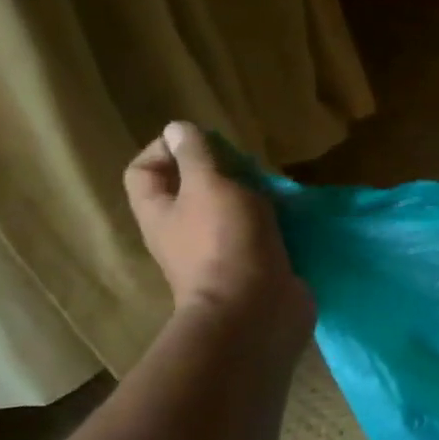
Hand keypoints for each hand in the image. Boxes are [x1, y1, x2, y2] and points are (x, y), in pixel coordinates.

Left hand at [123, 121, 311, 333]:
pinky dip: (275, 221)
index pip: (145, 170)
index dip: (166, 149)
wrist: (255, 311)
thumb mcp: (208, 186)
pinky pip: (259, 233)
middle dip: (222, 171)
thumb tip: (178, 128)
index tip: (203, 142)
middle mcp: (183, 232)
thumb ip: (196, 156)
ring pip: (231, 211)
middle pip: (193, 189)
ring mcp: (219, 251)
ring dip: (253, 196)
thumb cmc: (224, 242)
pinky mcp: (252, 265)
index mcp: (161, 212)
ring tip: (276, 188)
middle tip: (248, 166)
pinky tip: (293, 213)